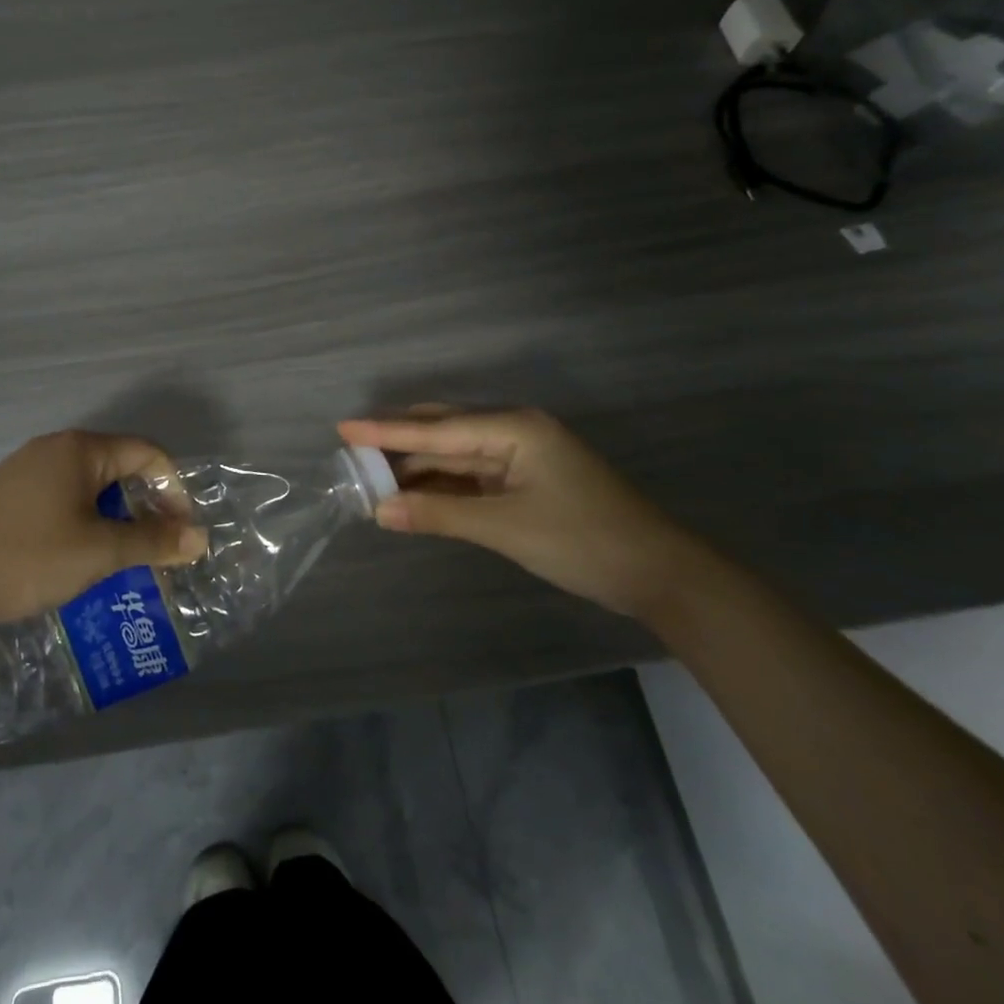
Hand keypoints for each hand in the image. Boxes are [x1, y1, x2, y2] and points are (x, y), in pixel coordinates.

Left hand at [0, 430, 206, 633]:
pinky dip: (77, 519)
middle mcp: (50, 447)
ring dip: (110, 515)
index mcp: (78, 449)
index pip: (145, 453)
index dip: (172, 489)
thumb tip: (200, 537)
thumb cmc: (29, 559)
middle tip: (151, 546)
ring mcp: (19, 469)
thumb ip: (153, 541)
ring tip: (115, 555)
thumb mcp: (100, 552)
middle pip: (114, 466)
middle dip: (141, 504)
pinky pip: (54, 497)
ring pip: (83, 484)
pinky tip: (68, 555)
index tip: (179, 532)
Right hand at [337, 407, 704, 617]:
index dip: (386, 431)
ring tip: (372, 476)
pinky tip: (413, 493)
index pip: (436, 429)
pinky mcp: (525, 481)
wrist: (660, 575)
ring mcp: (521, 457)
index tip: (343, 428)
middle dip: (397, 442)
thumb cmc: (583, 540)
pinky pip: (471, 475)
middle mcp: (514, 431)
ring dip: (417, 467)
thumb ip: (438, 514)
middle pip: (443, 432)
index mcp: (514, 428)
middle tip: (351, 450)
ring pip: (455, 454)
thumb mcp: (505, 527)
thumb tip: (378, 511)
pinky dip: (442, 484)